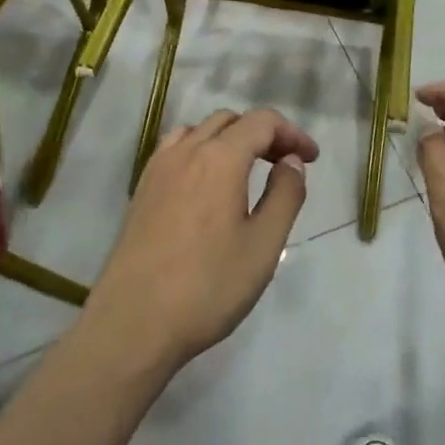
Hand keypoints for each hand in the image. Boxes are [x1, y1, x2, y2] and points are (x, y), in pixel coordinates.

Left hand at [85, 109, 318, 372]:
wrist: (133, 324)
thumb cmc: (207, 287)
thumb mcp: (263, 246)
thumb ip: (285, 195)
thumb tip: (291, 161)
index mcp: (220, 158)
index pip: (262, 122)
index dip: (291, 133)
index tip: (311, 158)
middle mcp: (186, 151)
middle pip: (230, 121)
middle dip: (262, 134)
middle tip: (284, 165)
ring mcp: (158, 169)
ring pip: (199, 131)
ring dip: (229, 139)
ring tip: (247, 170)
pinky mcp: (141, 190)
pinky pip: (175, 149)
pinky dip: (199, 150)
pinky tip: (206, 184)